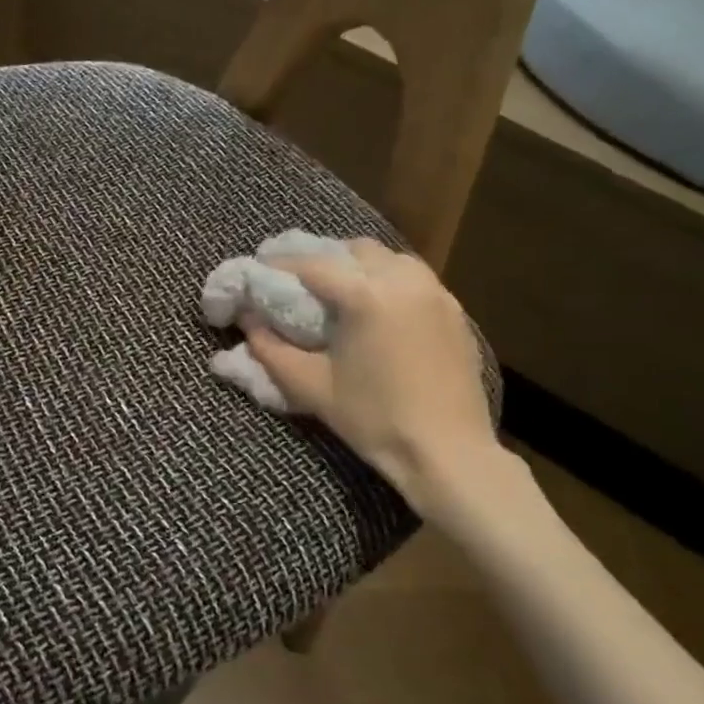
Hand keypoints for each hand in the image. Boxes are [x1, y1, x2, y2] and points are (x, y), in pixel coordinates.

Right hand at [245, 240, 504, 515]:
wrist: (447, 452)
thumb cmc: (373, 419)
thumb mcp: (310, 386)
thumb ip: (271, 348)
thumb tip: (248, 320)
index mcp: (367, 295)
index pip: (313, 265)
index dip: (281, 265)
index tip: (259, 269)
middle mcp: (404, 281)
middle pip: (354, 250)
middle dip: (323, 259)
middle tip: (298, 281)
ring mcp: (436, 293)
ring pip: (389, 259)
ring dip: (358, 266)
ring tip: (338, 292)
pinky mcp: (455, 311)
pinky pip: (414, 279)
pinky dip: (388, 281)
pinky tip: (376, 309)